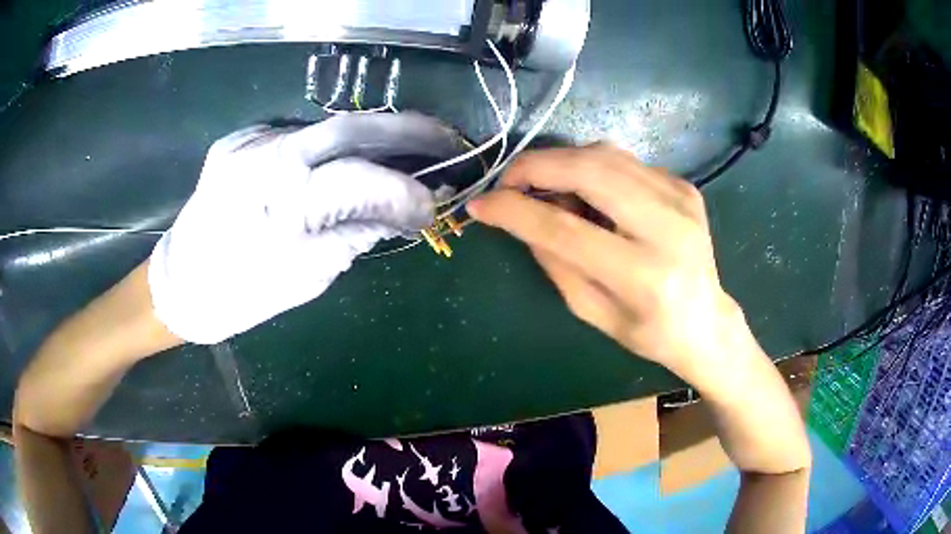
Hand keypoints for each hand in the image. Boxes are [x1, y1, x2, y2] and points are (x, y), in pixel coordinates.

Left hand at [149, 114, 454, 343]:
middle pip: (350, 127)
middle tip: (446, 139)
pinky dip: (328, 147)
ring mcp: (248, 142)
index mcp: (280, 204)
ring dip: (370, 138)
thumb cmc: (241, 295)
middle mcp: (264, 157)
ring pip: (325, 127)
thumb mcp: (306, 277)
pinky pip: (296, 136)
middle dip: (407, 130)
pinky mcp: (237, 139)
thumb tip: (401, 212)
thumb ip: (354, 234)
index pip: (362, 180)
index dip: (407, 191)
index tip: (436, 205)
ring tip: (404, 152)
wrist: (178, 284)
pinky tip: (340, 163)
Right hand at [469, 145, 750, 382]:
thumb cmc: (648, 332)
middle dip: (536, 166)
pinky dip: (593, 169)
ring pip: (606, 155)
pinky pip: (625, 162)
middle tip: (508, 180)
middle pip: (590, 172)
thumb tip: (522, 216)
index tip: (481, 205)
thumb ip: (555, 261)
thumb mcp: (592, 312)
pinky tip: (588, 193)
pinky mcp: (685, 186)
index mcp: (644, 276)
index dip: (516, 212)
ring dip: (562, 162)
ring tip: (543, 185)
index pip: (566, 230)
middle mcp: (668, 227)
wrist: (707, 321)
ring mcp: (681, 199)